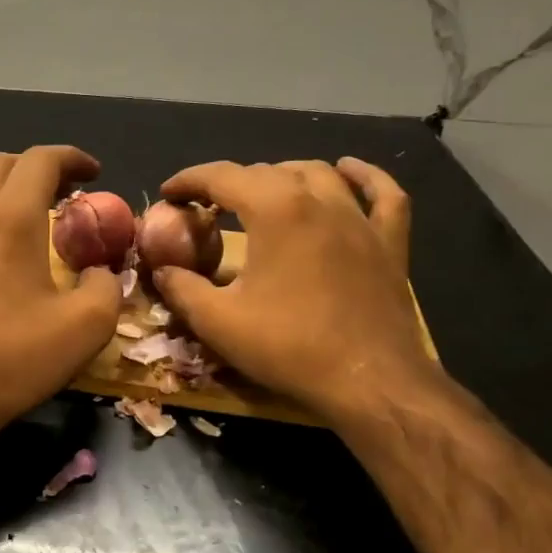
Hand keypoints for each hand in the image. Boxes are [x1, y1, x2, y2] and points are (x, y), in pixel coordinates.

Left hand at [0, 146, 121, 444]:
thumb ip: (106, 286)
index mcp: (12, 219)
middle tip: (64, 193)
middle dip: (37, 167)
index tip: (94, 174)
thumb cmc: (15, 358)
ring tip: (20, 210)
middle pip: (0, 163)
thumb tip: (101, 271)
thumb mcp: (87, 327)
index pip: (41, 160)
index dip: (72, 157)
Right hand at [151, 158, 445, 426]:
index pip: (223, 176)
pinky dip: (364, 177)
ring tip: (262, 191)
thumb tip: (162, 271)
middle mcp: (320, 200)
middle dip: (230, 183)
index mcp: (275, 210)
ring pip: (319, 174)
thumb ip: (181, 289)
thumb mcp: (217, 322)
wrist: (369, 382)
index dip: (189, 180)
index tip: (168, 194)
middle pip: (268, 172)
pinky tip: (348, 170)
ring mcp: (360, 219)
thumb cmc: (289, 347)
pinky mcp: (389, 243)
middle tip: (207, 208)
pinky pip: (383, 194)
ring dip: (283, 175)